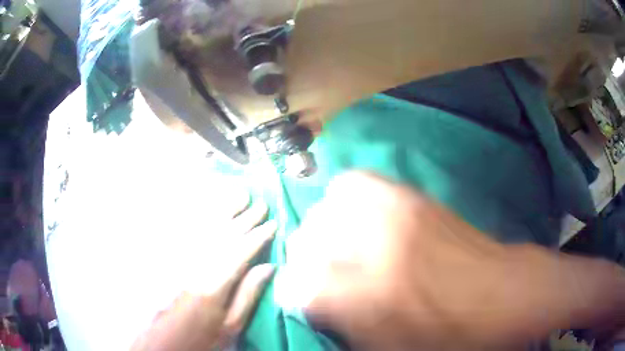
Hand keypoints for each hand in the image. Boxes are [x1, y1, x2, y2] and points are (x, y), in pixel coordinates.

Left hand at [130, 197, 275, 350]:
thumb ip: (249, 294)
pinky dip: (199, 214)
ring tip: (239, 195)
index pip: (241, 251)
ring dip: (224, 209)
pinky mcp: (170, 257)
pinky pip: (185, 229)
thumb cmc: (204, 335)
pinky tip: (209, 206)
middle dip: (245, 217)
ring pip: (205, 226)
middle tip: (261, 203)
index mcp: (215, 283)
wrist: (167, 340)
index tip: (273, 223)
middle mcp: (197, 264)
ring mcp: (180, 258)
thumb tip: (269, 266)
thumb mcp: (232, 325)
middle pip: (224, 234)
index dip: (259, 236)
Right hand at [286, 171, 624, 349]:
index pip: (300, 284)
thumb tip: (309, 300)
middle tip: (318, 272)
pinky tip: (358, 217)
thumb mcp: (391, 346)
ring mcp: (396, 212)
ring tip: (336, 244)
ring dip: (324, 227)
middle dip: (304, 258)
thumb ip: (342, 323)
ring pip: (329, 205)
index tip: (300, 297)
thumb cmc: (450, 333)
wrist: (504, 292)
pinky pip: (360, 184)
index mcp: (370, 293)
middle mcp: (376, 244)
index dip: (294, 292)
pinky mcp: (413, 196)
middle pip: (309, 238)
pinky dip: (347, 198)